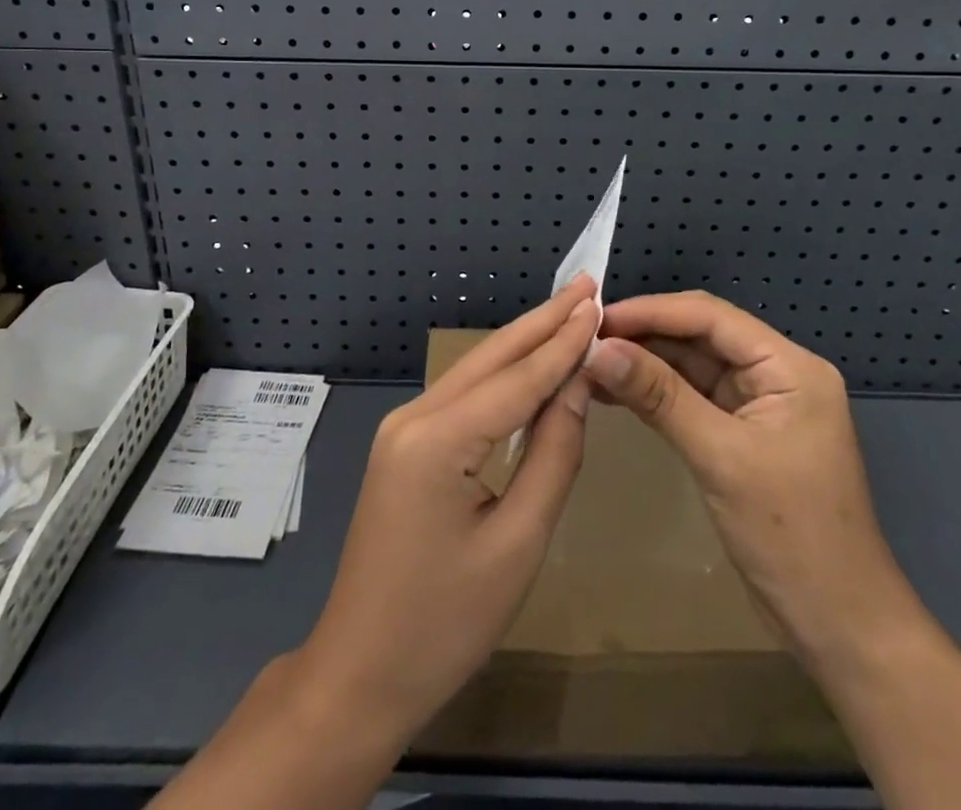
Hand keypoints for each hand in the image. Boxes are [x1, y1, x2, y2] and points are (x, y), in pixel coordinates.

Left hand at [290, 276, 599, 744]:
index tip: (600, 304)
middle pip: (490, 358)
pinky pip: (463, 397)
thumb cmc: (444, 624)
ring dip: (523, 343)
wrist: (360, 673)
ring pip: (474, 372)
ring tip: (567, 313)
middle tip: (586, 286)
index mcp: (438, 438)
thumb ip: (553, 456)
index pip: (516, 377)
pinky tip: (528, 364)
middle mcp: (414, 416)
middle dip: (542, 322)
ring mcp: (403, 428)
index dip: (562, 341)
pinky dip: (502, 376)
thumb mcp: (517, 544)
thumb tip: (577, 386)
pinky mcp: (404, 445)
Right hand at [581, 290, 915, 664]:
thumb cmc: (792, 536)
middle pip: (699, 335)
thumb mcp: (722, 458)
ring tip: (588, 362)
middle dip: (643, 334)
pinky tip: (613, 392)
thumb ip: (660, 397)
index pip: (711, 317)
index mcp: (788, 366)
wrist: (838, 627)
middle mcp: (774, 373)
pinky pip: (689, 397)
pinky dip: (653, 393)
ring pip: (690, 365)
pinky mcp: (739, 433)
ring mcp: (757, 404)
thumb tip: (598, 350)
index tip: (597, 317)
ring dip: (643, 362)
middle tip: (585, 339)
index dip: (652, 311)